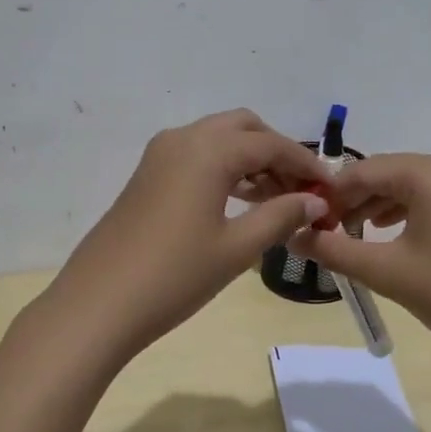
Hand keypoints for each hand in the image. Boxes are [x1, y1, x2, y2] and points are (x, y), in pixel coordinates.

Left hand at [48, 109, 331, 360]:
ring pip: (217, 139)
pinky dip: (223, 168)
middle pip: (242, 128)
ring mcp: (159, 155)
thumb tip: (315, 201)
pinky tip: (239, 201)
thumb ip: (280, 217)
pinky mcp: (146, 175)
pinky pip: (195, 156)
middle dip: (276, 152)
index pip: (270, 144)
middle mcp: (183, 139)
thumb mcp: (236, 248)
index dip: (304, 164)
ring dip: (249, 159)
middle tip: (300, 190)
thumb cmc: (174, 276)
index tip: (330, 189)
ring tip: (276, 199)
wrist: (99, 303)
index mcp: (208, 150)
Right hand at [288, 153, 430, 363]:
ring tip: (351, 236)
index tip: (306, 221)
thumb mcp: (386, 271)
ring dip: (376, 207)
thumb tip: (292, 236)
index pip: (364, 170)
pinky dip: (405, 212)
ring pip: (409, 185)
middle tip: (325, 232)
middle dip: (352, 201)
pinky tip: (388, 235)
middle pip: (387, 174)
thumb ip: (333, 250)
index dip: (330, 194)